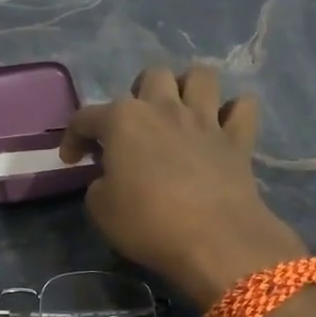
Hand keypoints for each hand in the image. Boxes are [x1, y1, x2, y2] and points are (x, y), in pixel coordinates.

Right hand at [60, 65, 305, 304]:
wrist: (214, 240)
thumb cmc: (147, 223)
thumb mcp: (100, 209)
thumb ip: (100, 183)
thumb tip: (110, 178)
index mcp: (123, 120)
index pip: (86, 117)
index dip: (73, 137)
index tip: (72, 160)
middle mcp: (164, 108)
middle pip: (152, 76)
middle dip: (140, 94)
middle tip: (136, 127)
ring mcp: (205, 120)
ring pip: (201, 76)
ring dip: (188, 88)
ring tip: (180, 112)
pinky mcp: (238, 139)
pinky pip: (243, 107)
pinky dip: (233, 112)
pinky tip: (222, 127)